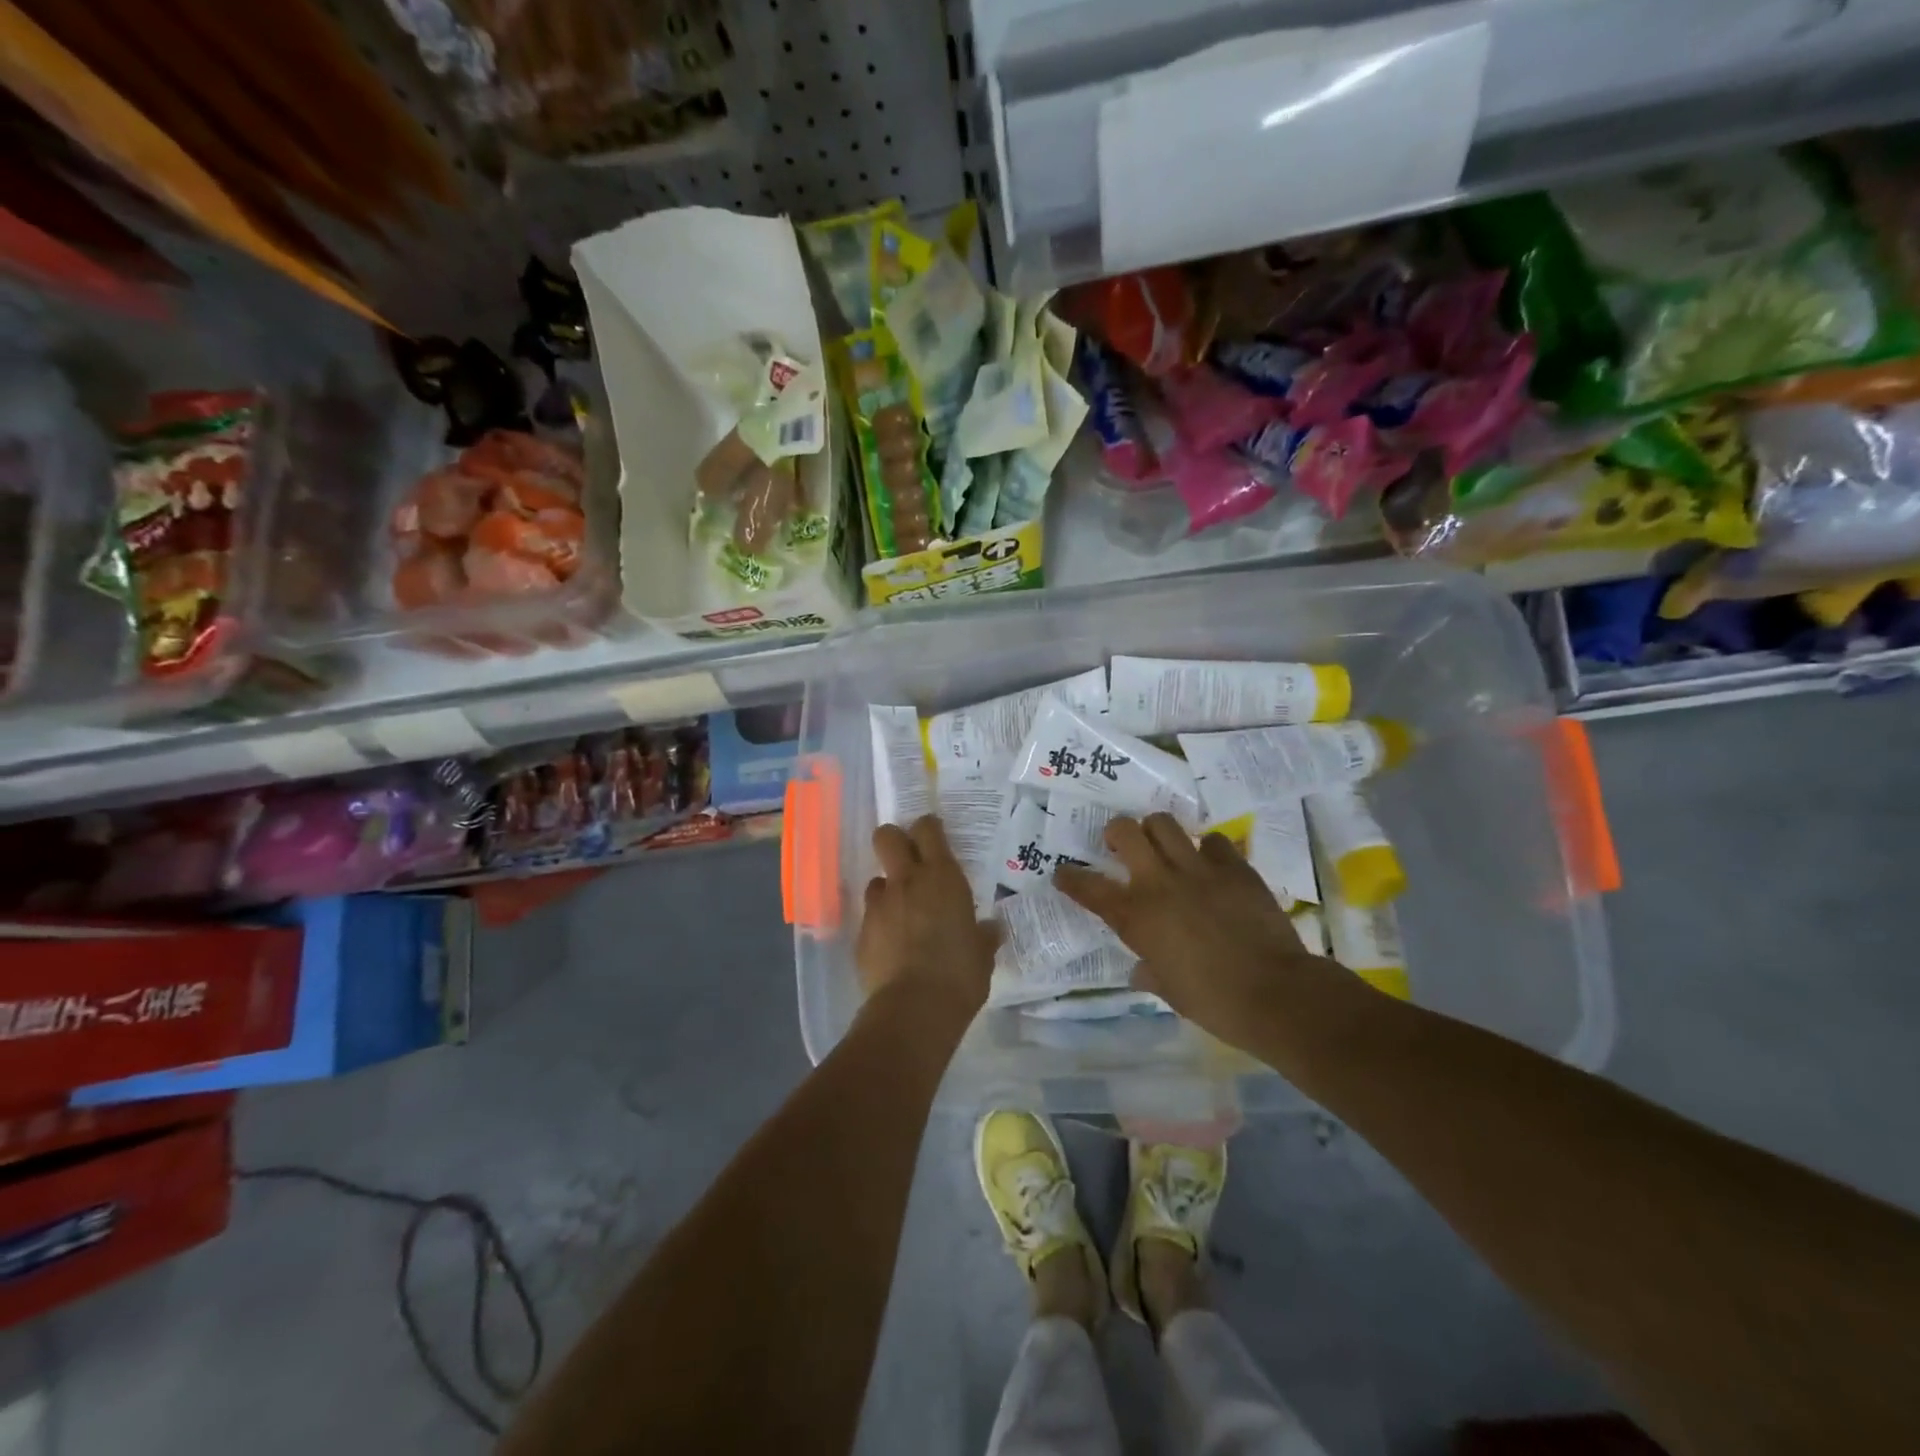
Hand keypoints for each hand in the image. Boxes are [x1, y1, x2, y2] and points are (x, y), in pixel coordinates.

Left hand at [855, 816, 997, 1019]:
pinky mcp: (861, 933)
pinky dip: (880, 925)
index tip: (934, 836)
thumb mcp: (982, 954)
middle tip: (908, 859)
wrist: (914, 1008)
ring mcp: (879, 905)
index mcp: (942, 877)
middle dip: (894, 840)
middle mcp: (907, 881)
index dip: (928, 828)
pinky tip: (892, 947)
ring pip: (876, 880)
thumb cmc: (960, 974)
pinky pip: (870, 917)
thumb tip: (990, 929)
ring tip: (902, 914)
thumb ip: (983, 936)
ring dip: (888, 890)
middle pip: (887, 836)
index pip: (928, 829)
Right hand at [1054, 813, 1327, 1046]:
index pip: (1088, 888)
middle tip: (1122, 846)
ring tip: (1164, 847)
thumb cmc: (1213, 1002)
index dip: (1070, 878)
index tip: (1063, 873)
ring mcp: (1198, 870)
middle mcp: (1159, 883)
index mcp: (1135, 917)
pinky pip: (1213, 841)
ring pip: (1164, 823)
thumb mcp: (1169, 991)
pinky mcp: (1235, 867)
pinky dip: (1207, 850)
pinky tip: (1211, 865)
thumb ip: (1149, 971)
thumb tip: (1141, 970)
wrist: (1275, 994)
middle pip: (1125, 831)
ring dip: (1157, 832)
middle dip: (1117, 833)